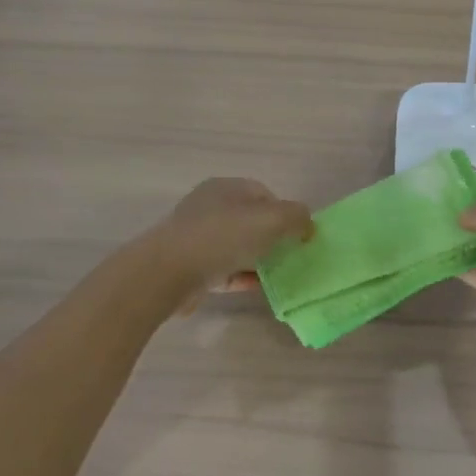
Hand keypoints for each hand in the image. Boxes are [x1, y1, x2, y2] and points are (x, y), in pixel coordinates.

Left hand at [162, 178, 312, 292]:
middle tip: (290, 255)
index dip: (285, 212)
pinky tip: (258, 288)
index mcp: (226, 187)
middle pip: (250, 220)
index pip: (264, 194)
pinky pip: (224, 269)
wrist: (168, 272)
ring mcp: (197, 237)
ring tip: (278, 275)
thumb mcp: (272, 219)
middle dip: (272, 237)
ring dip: (257, 259)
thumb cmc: (223, 236)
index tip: (298, 235)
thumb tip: (306, 224)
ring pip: (237, 246)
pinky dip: (242, 276)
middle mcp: (210, 207)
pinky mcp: (190, 266)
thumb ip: (297, 217)